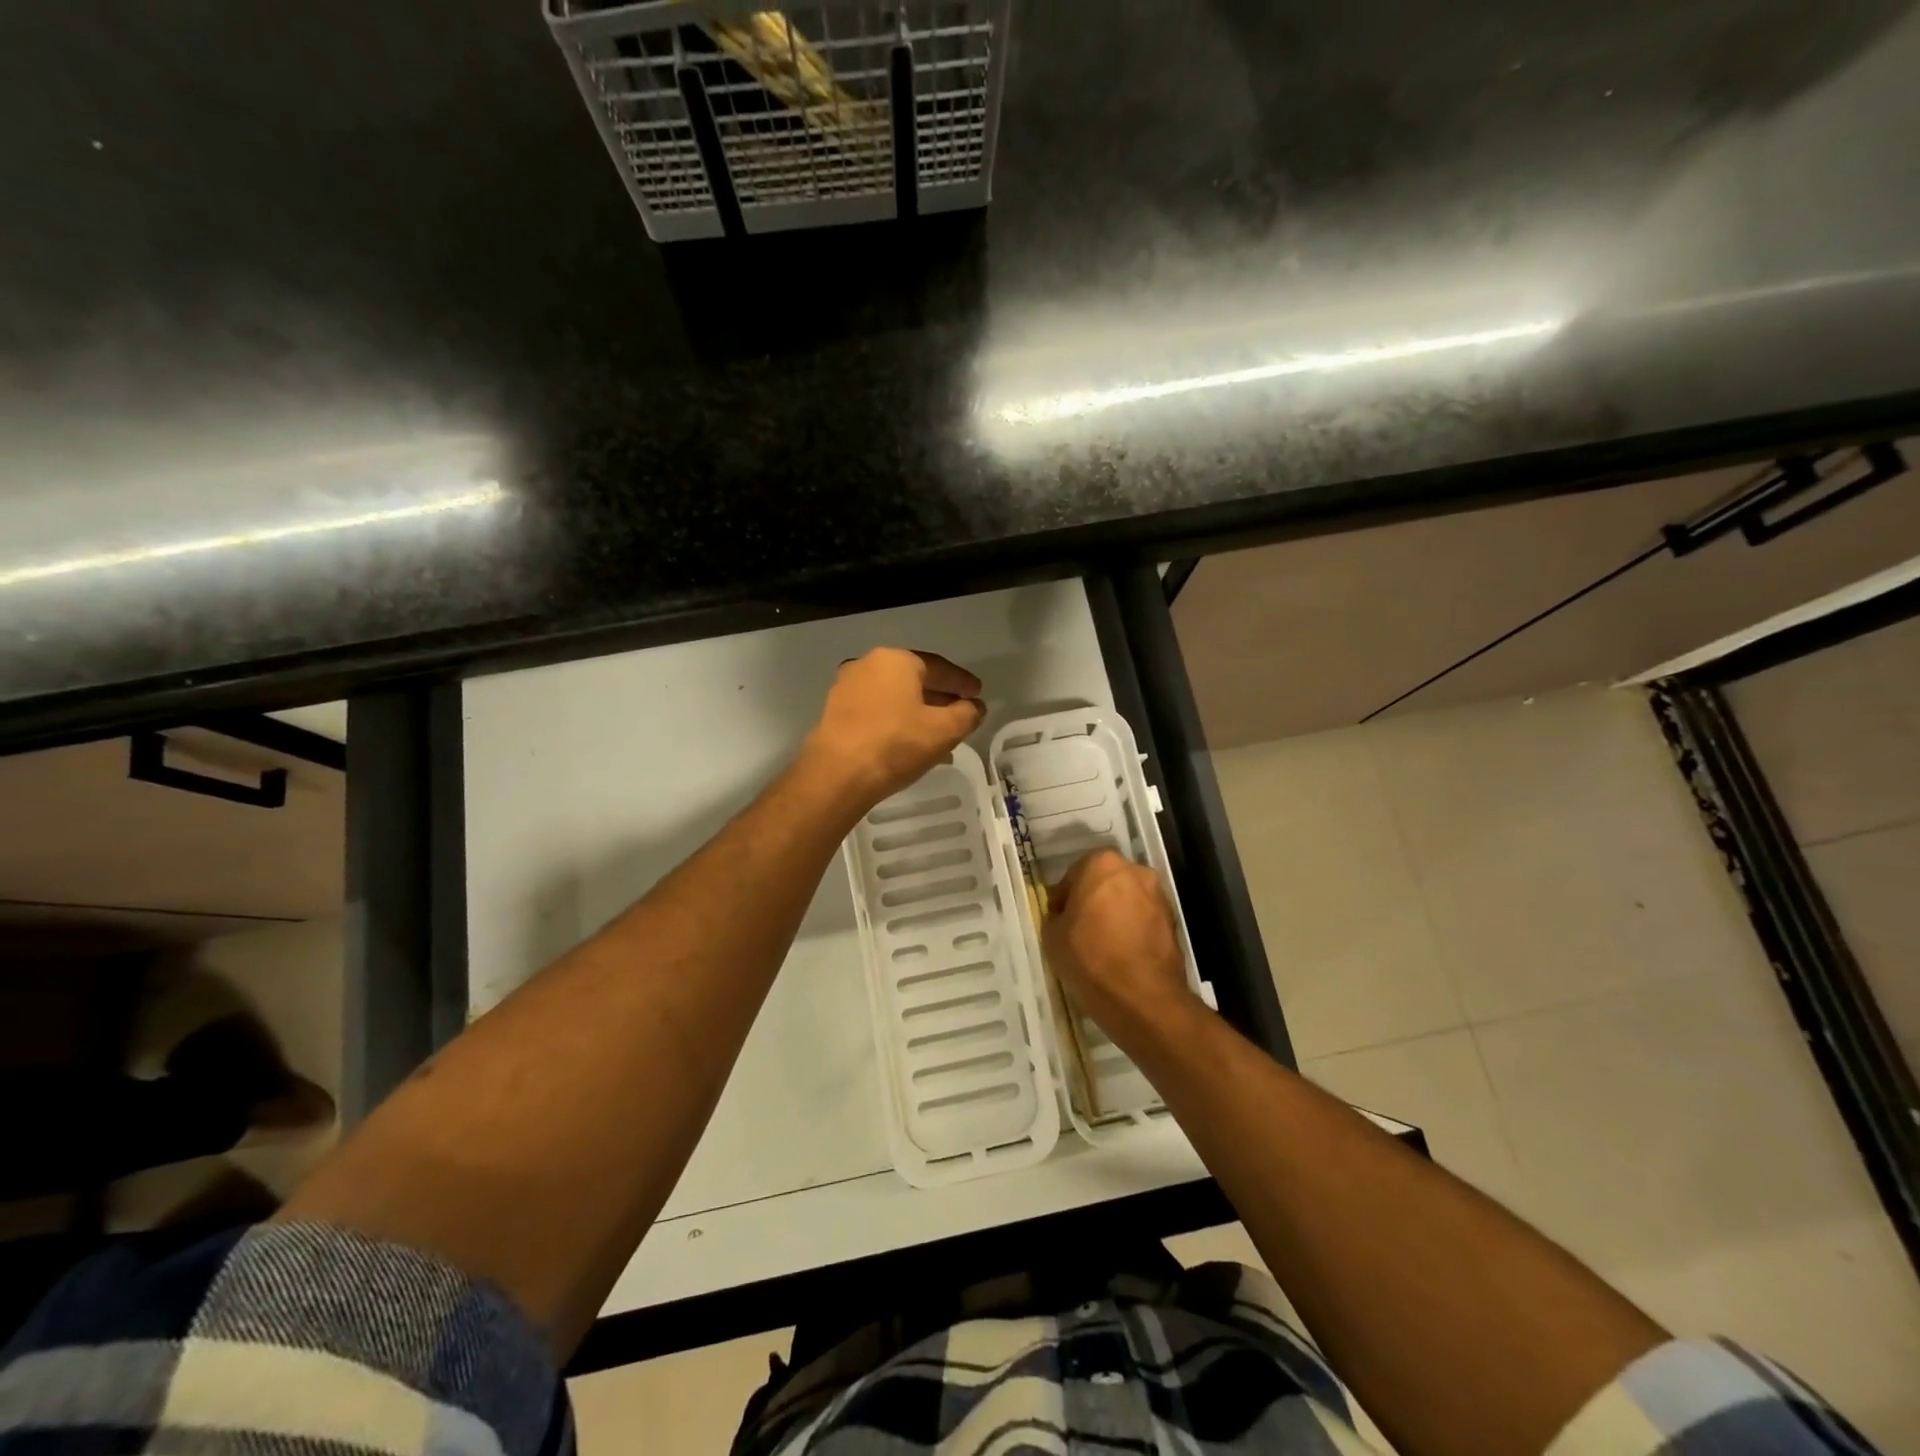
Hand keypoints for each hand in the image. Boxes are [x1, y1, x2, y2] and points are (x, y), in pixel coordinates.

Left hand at [803, 648, 984, 807]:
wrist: (837, 775)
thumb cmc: (896, 744)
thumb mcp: (944, 730)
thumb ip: (967, 714)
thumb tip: (974, 707)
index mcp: (896, 660)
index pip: (939, 667)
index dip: (962, 682)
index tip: (978, 694)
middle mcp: (868, 665)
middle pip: (913, 679)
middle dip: (939, 696)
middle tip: (960, 711)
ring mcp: (846, 688)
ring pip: (894, 697)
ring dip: (917, 711)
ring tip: (937, 733)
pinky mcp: (835, 713)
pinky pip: (876, 711)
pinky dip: (896, 721)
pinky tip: (909, 742)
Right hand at [1044, 850, 1199, 1042]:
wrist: (1143, 997)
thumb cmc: (1090, 958)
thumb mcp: (1052, 937)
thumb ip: (1056, 916)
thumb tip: (1065, 916)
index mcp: (1101, 864)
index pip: (1073, 875)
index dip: (1063, 899)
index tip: (1058, 920)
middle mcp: (1134, 871)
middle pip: (1104, 883)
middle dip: (1092, 901)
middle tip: (1078, 929)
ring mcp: (1158, 895)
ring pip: (1127, 900)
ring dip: (1114, 914)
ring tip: (1101, 944)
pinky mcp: (1174, 921)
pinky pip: (1144, 919)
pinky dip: (1132, 929)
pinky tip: (1121, 954)